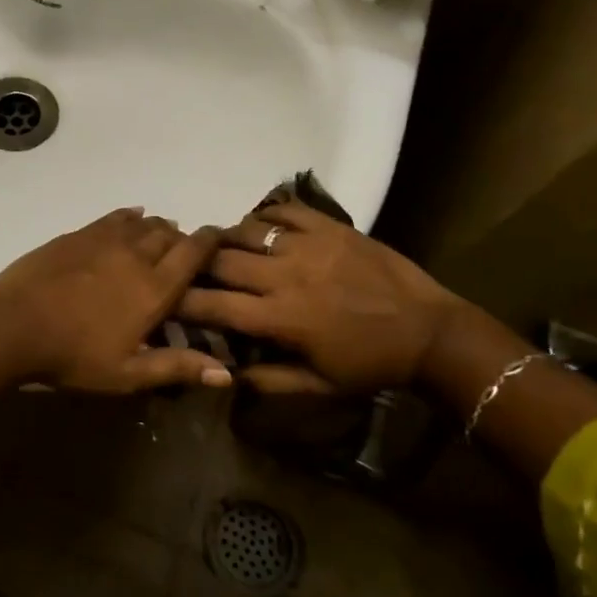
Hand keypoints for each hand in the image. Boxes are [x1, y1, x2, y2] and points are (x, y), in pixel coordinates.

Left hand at [0, 208, 226, 392]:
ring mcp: (104, 240)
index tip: (220, 236)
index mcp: (154, 288)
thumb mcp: (127, 373)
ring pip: (142, 223)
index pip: (193, 253)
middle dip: (182, 238)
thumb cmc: (74, 355)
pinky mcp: (78, 234)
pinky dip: (129, 216)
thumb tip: (226, 374)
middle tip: (185, 249)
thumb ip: (176, 368)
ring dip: (157, 227)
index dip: (210, 241)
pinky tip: (132, 216)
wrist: (15, 324)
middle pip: (169, 234)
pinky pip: (113, 217)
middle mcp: (135, 255)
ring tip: (161, 234)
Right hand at [175, 201, 461, 393]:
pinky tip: (261, 226)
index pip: (214, 304)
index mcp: (281, 318)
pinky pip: (284, 209)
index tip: (166, 299)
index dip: (182, 301)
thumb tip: (223, 373)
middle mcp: (286, 276)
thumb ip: (268, 380)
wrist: (431, 331)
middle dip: (197, 264)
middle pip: (221, 260)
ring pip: (246, 230)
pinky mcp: (330, 226)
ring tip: (222, 245)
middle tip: (189, 267)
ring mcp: (309, 245)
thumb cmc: (371, 365)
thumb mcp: (319, 386)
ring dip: (227, 238)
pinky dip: (264, 215)